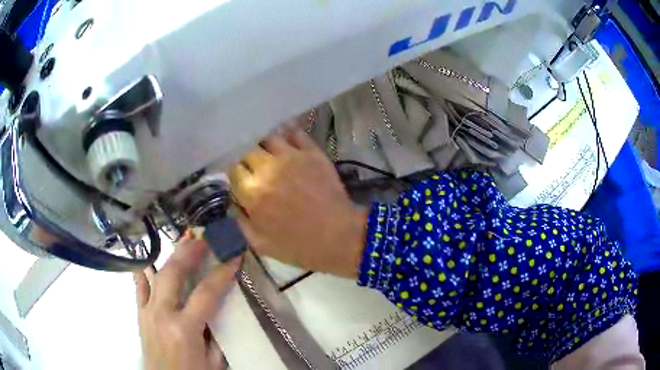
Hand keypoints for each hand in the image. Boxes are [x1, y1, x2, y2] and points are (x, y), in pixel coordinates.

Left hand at [134, 238, 239, 369]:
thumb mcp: (213, 361)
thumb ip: (215, 334)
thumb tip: (219, 309)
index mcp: (184, 329)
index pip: (206, 293)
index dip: (222, 273)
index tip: (234, 257)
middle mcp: (161, 314)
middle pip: (173, 274)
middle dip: (189, 252)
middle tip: (202, 237)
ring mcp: (146, 311)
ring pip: (153, 274)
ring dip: (169, 255)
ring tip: (181, 241)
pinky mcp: (139, 313)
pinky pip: (139, 285)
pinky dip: (145, 269)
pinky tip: (151, 258)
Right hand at [229, 128, 367, 277]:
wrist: (339, 237)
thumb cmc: (299, 246)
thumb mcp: (261, 244)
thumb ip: (240, 222)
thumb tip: (233, 202)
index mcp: (252, 192)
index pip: (233, 170)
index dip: (236, 175)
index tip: (241, 180)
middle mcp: (268, 168)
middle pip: (248, 151)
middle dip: (248, 160)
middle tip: (255, 169)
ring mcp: (291, 157)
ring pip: (269, 138)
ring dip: (266, 146)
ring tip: (270, 155)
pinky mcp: (312, 153)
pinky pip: (295, 133)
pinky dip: (289, 136)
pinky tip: (289, 145)